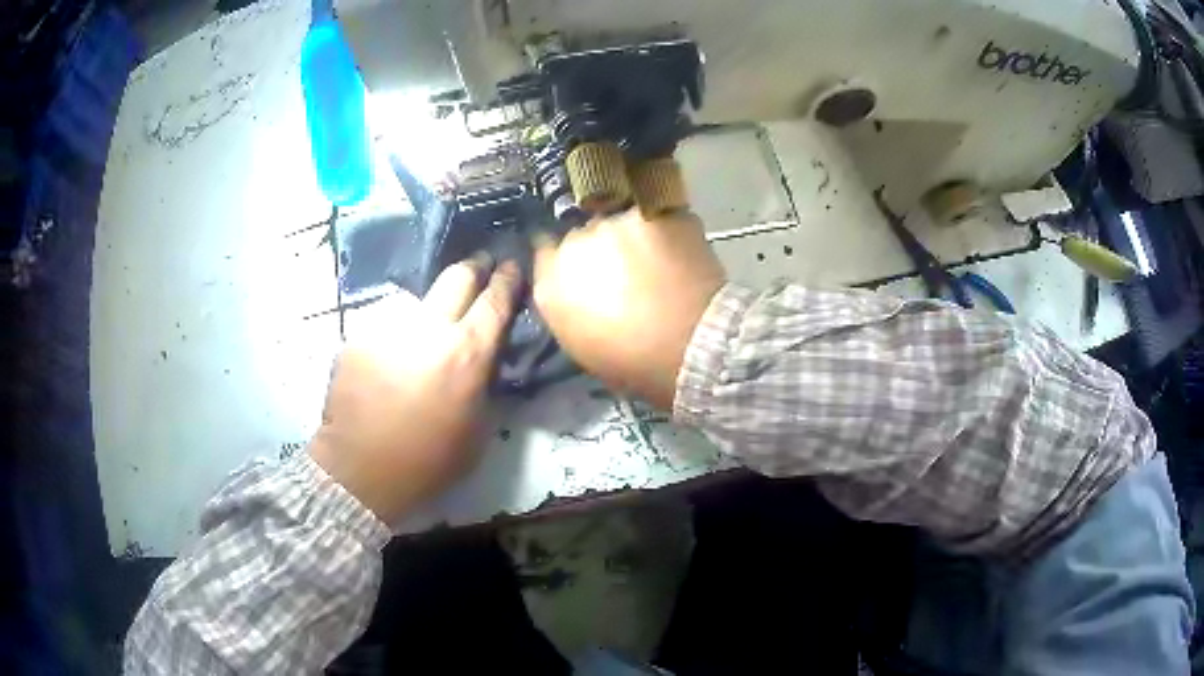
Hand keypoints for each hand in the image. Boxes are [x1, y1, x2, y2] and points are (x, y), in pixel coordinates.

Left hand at [309, 256, 520, 523]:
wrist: (361, 469)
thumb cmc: (429, 461)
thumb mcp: (478, 431)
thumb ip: (485, 385)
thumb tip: (486, 360)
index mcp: (468, 353)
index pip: (494, 300)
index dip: (507, 278)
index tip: (511, 264)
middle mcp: (430, 328)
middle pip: (457, 276)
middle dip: (473, 266)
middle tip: (479, 265)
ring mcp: (390, 327)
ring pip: (418, 299)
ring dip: (430, 308)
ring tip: (427, 327)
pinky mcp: (359, 336)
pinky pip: (386, 324)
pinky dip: (396, 334)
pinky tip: (391, 357)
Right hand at [534, 207, 724, 409]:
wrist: (692, 348)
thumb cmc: (636, 363)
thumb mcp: (582, 344)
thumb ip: (569, 306)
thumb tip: (577, 289)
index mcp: (551, 283)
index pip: (546, 252)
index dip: (569, 259)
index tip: (590, 270)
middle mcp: (575, 243)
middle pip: (584, 234)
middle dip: (602, 248)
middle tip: (629, 271)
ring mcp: (616, 223)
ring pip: (621, 222)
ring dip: (634, 238)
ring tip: (660, 262)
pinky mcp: (653, 211)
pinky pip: (655, 216)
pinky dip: (666, 231)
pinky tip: (680, 253)